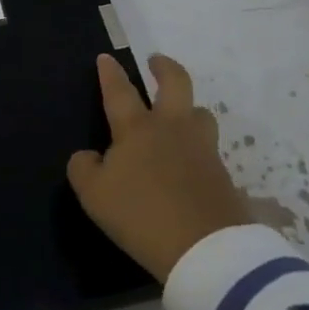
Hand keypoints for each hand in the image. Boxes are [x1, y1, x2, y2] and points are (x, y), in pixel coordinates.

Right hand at [67, 53, 250, 282]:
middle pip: (175, 83)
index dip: (110, 73)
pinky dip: (201, 153)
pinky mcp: (224, 176)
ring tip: (181, 117)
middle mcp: (172, 129)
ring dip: (190, 109)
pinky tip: (194, 166)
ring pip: (201, 114)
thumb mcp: (95, 196)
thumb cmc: (142, 215)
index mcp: (137, 129)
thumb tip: (89, 156)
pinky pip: (212, 154)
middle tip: (156, 62)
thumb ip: (84, 169)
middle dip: (164, 68)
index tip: (106, 58)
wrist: (207, 251)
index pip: (120, 91)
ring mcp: (203, 150)